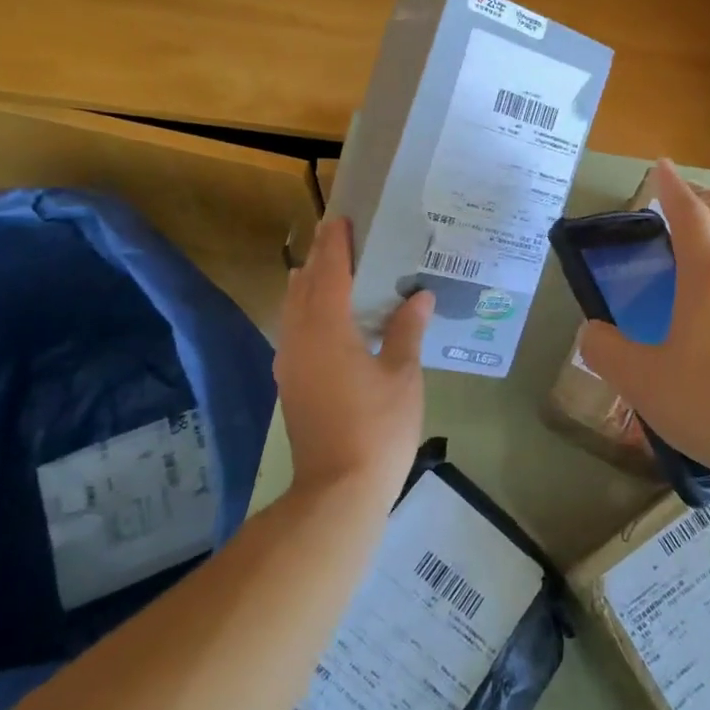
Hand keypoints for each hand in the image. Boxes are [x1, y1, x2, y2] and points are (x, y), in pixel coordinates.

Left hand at [274, 218, 432, 497]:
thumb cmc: (378, 428)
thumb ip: (407, 330)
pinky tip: (326, 316)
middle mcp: (300, 340)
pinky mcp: (291, 383)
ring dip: (310, 283)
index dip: (336, 245)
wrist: (338, 491)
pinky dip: (307, 309)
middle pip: (305, 287)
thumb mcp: (402, 376)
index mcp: (328, 331)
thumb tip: (419, 295)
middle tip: (338, 234)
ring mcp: (290, 364)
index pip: (330, 274)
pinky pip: (294, 330)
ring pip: (294, 309)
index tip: (342, 218)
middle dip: (320, 258)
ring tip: (330, 267)